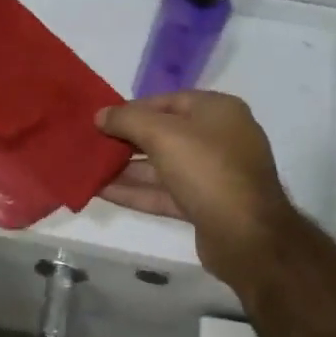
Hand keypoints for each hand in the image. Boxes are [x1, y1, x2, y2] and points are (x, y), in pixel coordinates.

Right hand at [96, 91, 301, 288]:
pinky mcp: (204, 206)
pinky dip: (136, 191)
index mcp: (217, 111)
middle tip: (90, 145)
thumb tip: (101, 115)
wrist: (246, 235)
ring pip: (162, 166)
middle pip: (163, 134)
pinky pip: (164, 192)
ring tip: (89, 169)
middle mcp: (218, 138)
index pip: (167, 101)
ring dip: (126, 168)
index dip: (131, 109)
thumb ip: (127, 120)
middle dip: (126, 141)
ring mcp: (213, 174)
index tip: (100, 120)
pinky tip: (102, 191)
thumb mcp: (162, 134)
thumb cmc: (207, 170)